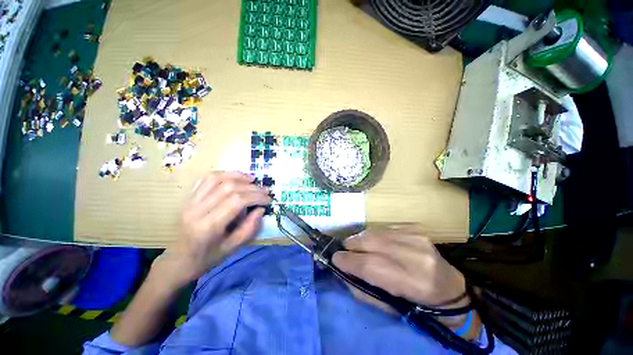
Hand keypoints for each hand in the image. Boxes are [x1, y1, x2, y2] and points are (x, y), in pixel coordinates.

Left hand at [155, 171, 270, 288]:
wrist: (177, 261)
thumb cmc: (205, 259)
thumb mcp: (231, 248)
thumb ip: (249, 228)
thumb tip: (261, 209)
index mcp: (208, 226)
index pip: (237, 201)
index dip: (256, 196)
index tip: (268, 199)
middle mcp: (197, 210)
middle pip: (228, 187)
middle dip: (251, 187)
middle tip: (265, 190)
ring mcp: (190, 202)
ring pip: (216, 179)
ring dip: (238, 176)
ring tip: (252, 179)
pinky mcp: (188, 198)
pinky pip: (205, 179)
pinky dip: (223, 174)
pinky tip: (234, 177)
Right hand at [332, 226, 466, 310]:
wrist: (448, 288)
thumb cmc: (416, 303)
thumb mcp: (388, 306)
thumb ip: (361, 288)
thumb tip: (341, 270)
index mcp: (410, 281)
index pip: (369, 265)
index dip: (347, 260)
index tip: (335, 258)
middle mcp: (413, 255)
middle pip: (370, 242)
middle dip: (351, 244)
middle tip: (345, 250)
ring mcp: (415, 237)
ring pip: (375, 232)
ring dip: (360, 238)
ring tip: (357, 246)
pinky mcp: (415, 229)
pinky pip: (384, 228)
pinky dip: (374, 234)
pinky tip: (375, 242)